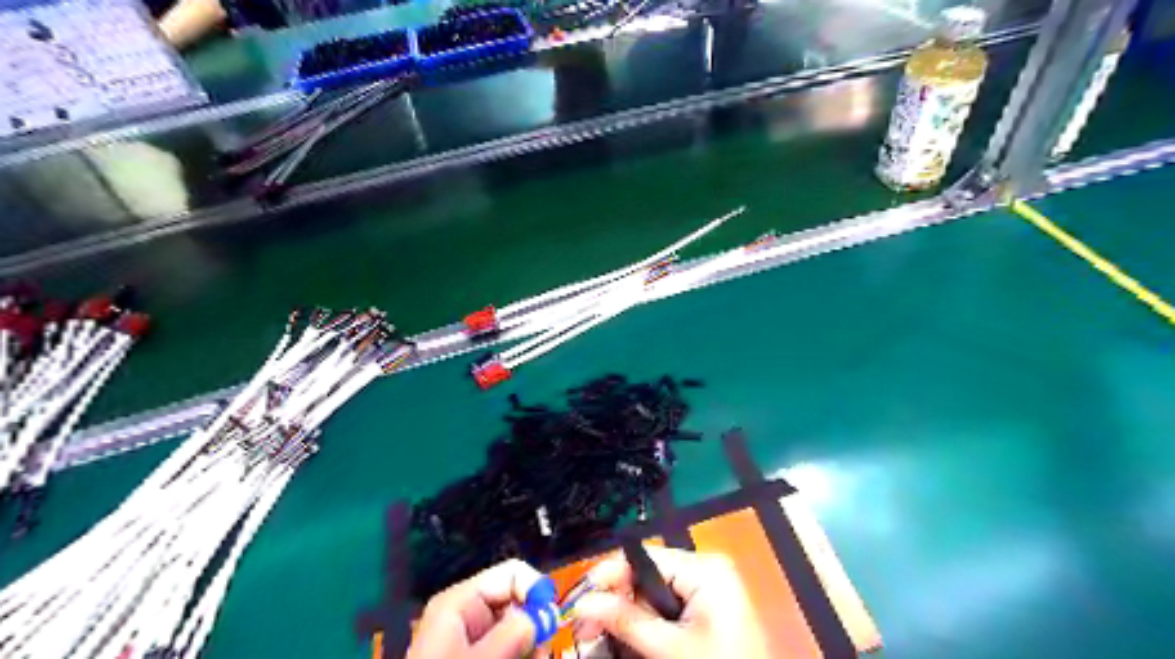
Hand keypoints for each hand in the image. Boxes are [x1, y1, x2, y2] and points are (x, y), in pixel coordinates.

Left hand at [410, 558, 545, 658]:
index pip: (511, 573)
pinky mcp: (478, 656)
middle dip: (534, 626)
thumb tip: (544, 613)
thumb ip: (512, 634)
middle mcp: (469, 614)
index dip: (536, 590)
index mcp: (461, 601)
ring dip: (530, 648)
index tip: (551, 619)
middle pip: (519, 602)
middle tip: (538, 652)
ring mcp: (473, 639)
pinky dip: (521, 656)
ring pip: (519, 630)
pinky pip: (510, 649)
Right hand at [569, 545, 772, 658]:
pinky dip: (647, 624)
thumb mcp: (669, 648)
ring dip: (628, 617)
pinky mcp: (707, 608)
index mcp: (704, 569)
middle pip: (646, 577)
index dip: (609, 575)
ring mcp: (708, 589)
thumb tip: (586, 603)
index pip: (644, 558)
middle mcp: (706, 570)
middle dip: (616, 602)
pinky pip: (667, 607)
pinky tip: (630, 641)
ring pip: (653, 595)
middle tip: (586, 627)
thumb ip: (625, 621)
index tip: (582, 595)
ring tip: (603, 639)